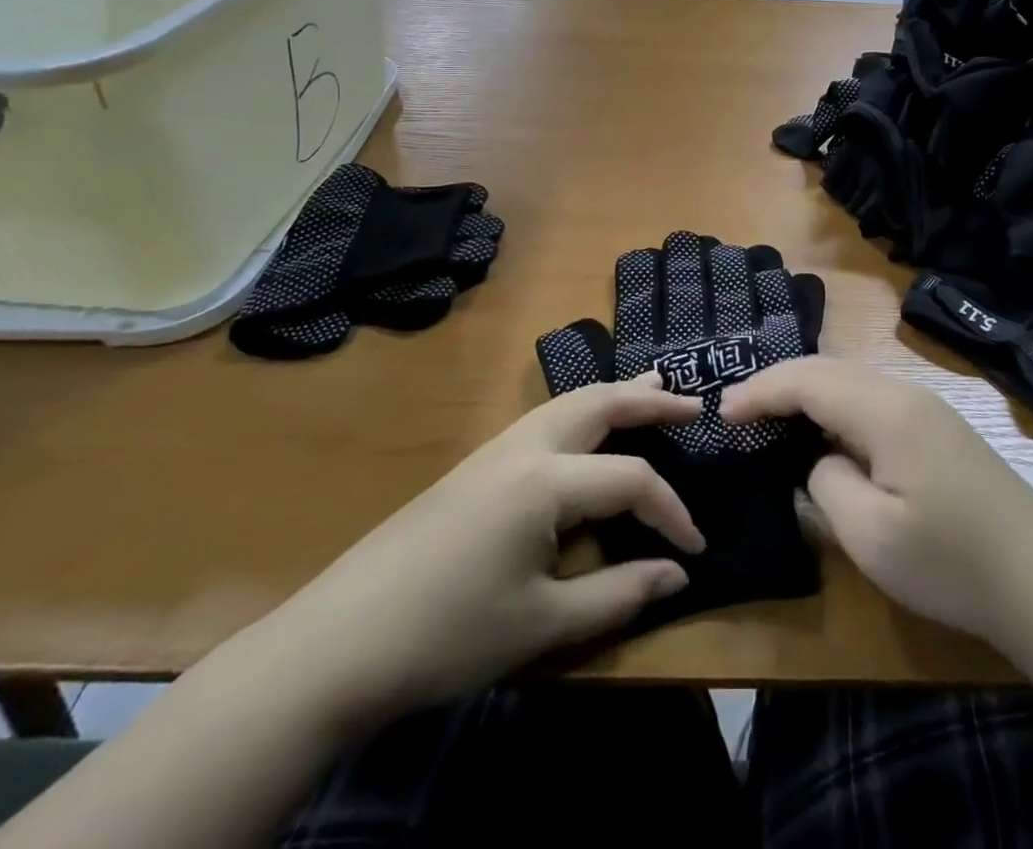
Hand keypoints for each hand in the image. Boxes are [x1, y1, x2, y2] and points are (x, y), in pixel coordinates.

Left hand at [246, 374, 704, 729]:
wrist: (336, 643)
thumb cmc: (446, 636)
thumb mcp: (541, 624)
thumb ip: (617, 594)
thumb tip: (677, 573)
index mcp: (546, 480)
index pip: (631, 481)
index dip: (672, 512)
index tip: (697, 548)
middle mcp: (524, 447)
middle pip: (600, 403)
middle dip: (650, 398)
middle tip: (694, 403)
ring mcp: (494, 450)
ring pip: (570, 402)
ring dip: (615, 395)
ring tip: (653, 388)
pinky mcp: (476, 465)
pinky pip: (546, 420)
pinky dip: (584, 413)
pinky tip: (589, 431)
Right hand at [722, 358, 1032, 657]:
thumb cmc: (953, 564)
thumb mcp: (871, 536)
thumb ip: (826, 483)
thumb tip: (820, 461)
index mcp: (886, 411)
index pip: (808, 380)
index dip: (761, 390)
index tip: (722, 413)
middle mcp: (905, 393)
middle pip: (828, 369)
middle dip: (778, 383)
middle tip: (737, 410)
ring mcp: (927, 408)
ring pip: (851, 380)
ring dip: (807, 391)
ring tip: (770, 416)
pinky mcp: (939, 429)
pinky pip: (871, 399)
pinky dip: (834, 405)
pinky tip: (825, 433)